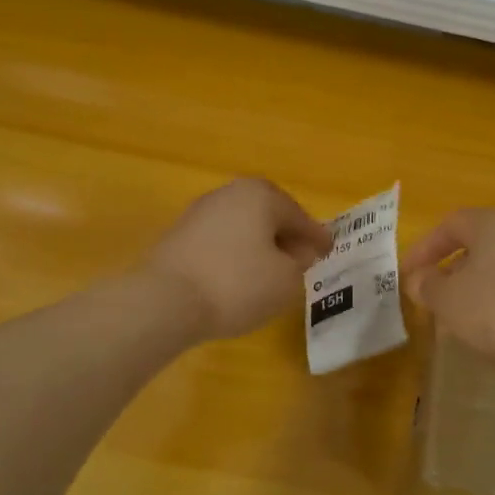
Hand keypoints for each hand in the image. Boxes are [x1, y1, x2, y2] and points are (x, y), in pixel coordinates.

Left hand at [143, 178, 334, 339]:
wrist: (165, 301)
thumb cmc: (237, 284)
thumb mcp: (286, 279)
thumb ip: (300, 261)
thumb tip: (297, 252)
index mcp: (260, 195)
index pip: (298, 216)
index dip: (316, 236)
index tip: (329, 250)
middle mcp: (229, 193)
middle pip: (268, 214)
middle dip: (286, 235)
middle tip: (302, 258)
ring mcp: (199, 212)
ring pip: (242, 226)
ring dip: (259, 244)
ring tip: (271, 270)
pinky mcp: (178, 236)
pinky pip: (220, 241)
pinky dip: (235, 254)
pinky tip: (240, 276)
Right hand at [401, 208, 494, 380]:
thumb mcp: (448, 301)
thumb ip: (427, 286)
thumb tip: (420, 279)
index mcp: (493, 220)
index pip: (450, 224)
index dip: (424, 249)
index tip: (408, 276)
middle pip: (481, 241)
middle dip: (454, 267)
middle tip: (436, 294)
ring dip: (482, 283)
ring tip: (466, 314)